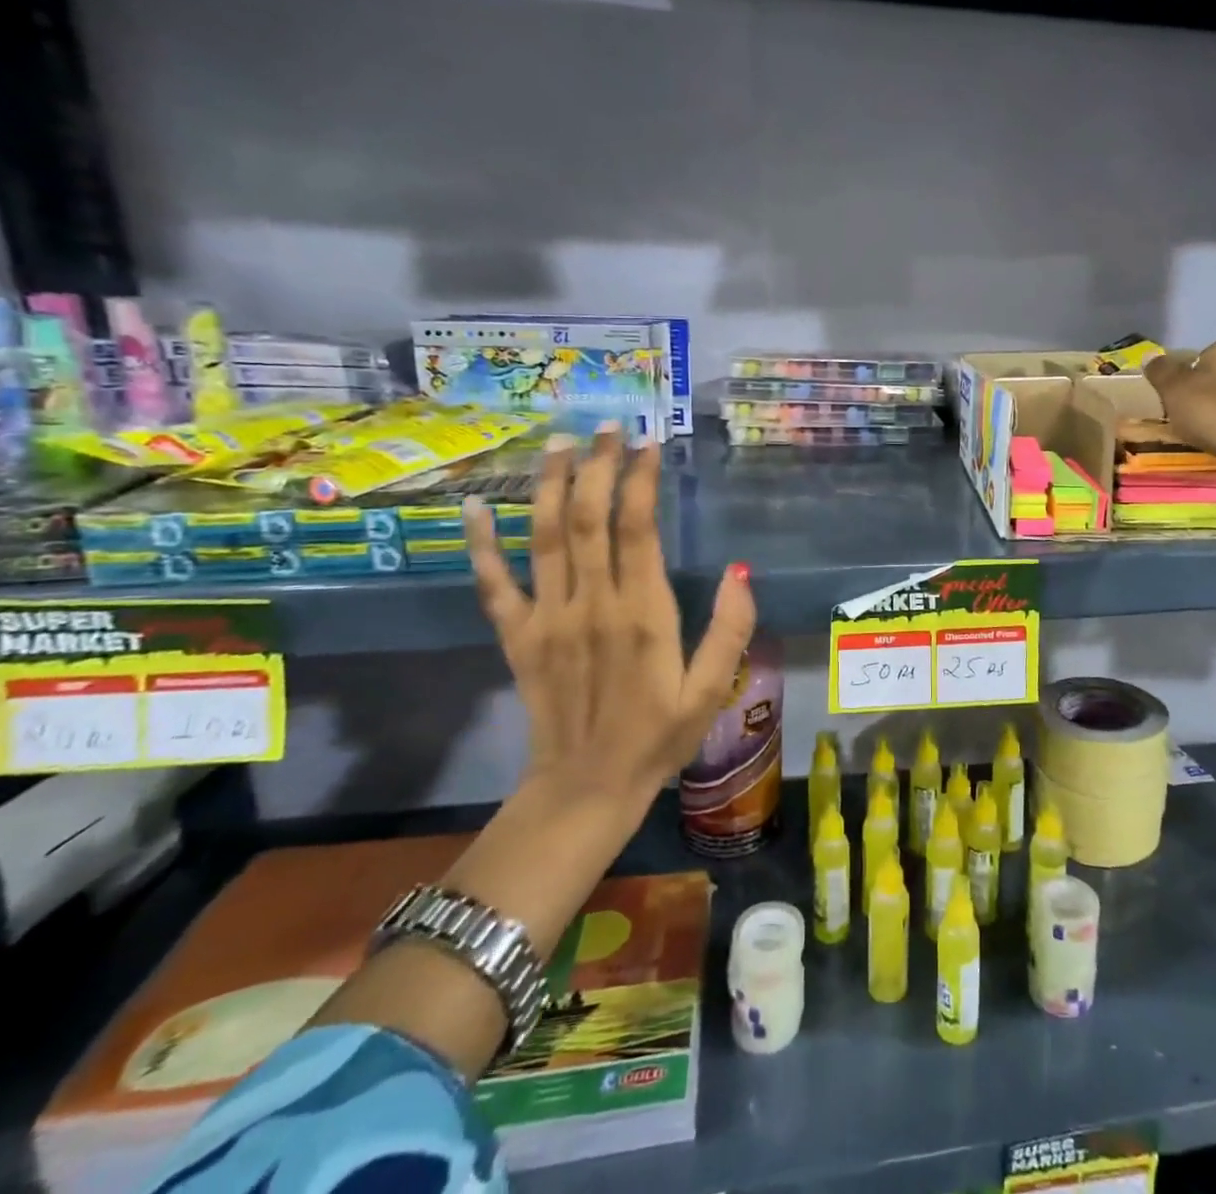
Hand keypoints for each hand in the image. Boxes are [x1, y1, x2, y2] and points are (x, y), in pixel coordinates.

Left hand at [463, 427, 757, 817]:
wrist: (585, 789)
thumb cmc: (657, 738)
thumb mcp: (709, 691)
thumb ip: (729, 631)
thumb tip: (741, 571)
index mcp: (642, 614)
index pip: (638, 528)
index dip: (641, 479)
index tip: (649, 442)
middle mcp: (591, 604)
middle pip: (589, 518)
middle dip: (599, 466)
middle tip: (609, 426)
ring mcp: (547, 618)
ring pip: (544, 536)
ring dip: (552, 485)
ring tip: (561, 442)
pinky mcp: (518, 637)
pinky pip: (494, 583)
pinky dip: (481, 543)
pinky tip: (473, 506)